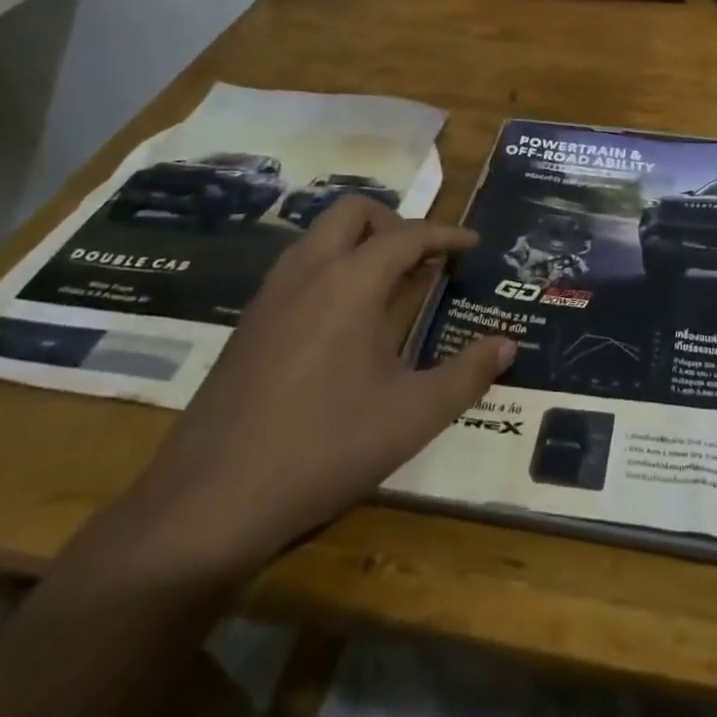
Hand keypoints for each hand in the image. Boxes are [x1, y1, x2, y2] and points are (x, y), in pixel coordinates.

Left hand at [116, 197, 512, 578]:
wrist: (209, 503)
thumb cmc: (325, 448)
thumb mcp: (413, 415)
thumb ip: (467, 374)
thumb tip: (507, 346)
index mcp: (350, 281)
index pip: (408, 235)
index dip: (446, 235)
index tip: (473, 244)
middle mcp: (307, 273)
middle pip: (353, 213)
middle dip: (394, 223)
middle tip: (423, 259)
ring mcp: (269, 297)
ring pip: (318, 237)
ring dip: (358, 244)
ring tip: (390, 287)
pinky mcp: (246, 326)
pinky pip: (298, 270)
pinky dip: (331, 270)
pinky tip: (344, 324)